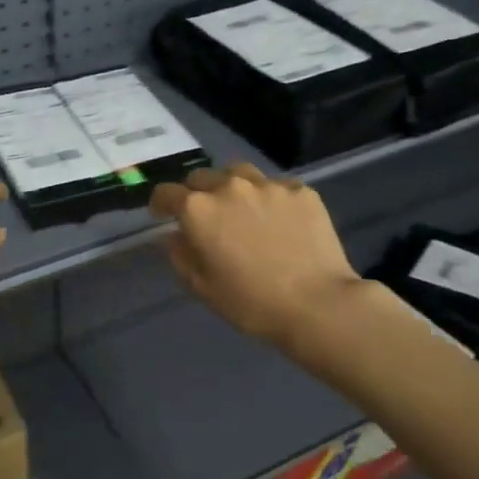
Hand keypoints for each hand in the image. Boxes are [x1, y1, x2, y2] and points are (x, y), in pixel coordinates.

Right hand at [150, 164, 366, 347]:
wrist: (317, 304)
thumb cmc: (251, 302)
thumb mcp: (201, 287)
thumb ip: (180, 254)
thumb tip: (174, 235)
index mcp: (199, 210)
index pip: (167, 193)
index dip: (160, 203)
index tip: (161, 215)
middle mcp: (230, 187)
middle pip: (201, 177)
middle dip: (195, 193)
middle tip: (203, 215)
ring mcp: (268, 185)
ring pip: (239, 174)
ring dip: (231, 187)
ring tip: (240, 208)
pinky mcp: (301, 191)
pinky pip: (276, 186)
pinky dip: (269, 198)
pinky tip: (278, 220)